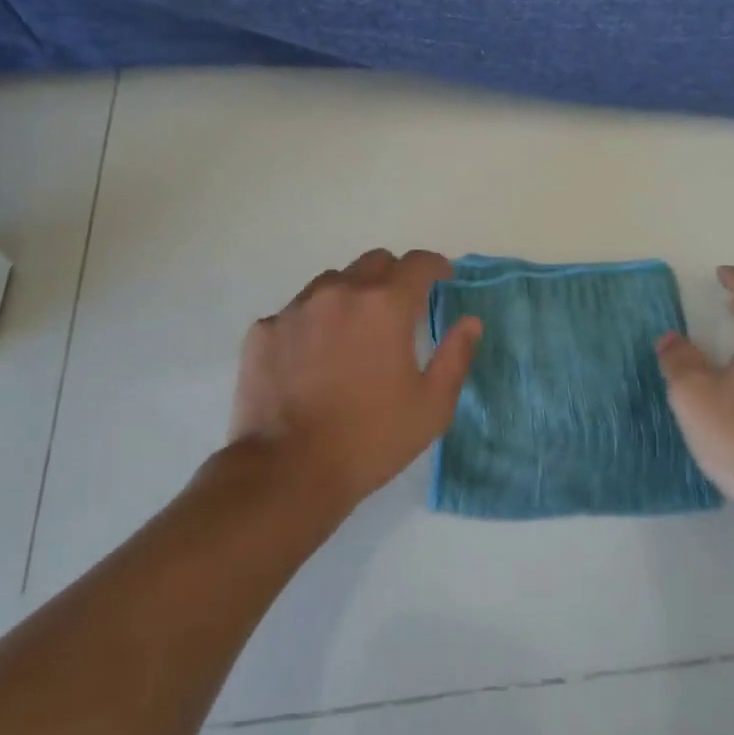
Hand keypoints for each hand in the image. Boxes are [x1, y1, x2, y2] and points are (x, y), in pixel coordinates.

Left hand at [230, 249, 482, 515]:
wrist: (287, 472)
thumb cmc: (370, 439)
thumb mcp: (432, 406)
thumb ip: (455, 356)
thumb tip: (469, 322)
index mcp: (385, 305)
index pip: (419, 263)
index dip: (436, 267)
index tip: (443, 280)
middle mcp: (340, 292)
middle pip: (374, 262)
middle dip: (394, 277)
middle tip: (400, 309)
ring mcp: (296, 308)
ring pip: (332, 282)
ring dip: (351, 295)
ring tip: (352, 332)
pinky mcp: (264, 330)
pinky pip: (296, 312)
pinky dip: (313, 323)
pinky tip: (312, 358)